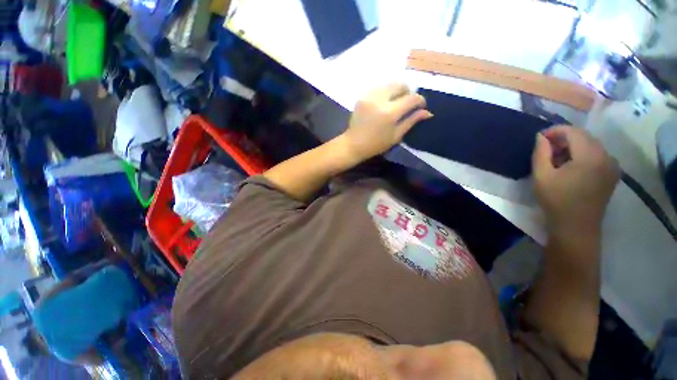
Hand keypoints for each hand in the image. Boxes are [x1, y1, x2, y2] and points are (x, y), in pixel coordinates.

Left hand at [341, 83, 432, 160]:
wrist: (354, 144)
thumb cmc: (376, 144)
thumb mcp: (396, 136)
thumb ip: (411, 121)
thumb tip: (427, 112)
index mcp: (390, 113)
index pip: (411, 98)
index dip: (420, 100)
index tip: (420, 106)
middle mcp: (380, 100)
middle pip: (400, 84)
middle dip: (407, 92)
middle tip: (407, 103)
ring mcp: (369, 96)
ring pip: (389, 84)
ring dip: (396, 91)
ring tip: (395, 103)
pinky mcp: (362, 96)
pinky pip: (378, 88)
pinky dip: (385, 93)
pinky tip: (383, 103)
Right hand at [532, 125, 619, 236]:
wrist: (576, 227)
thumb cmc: (556, 200)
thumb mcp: (542, 175)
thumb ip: (541, 152)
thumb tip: (541, 136)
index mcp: (590, 156)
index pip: (573, 131)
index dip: (555, 131)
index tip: (540, 138)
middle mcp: (607, 156)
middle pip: (584, 137)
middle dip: (564, 139)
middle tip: (546, 149)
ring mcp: (612, 166)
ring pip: (591, 146)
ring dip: (573, 147)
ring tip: (557, 159)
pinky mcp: (612, 174)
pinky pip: (598, 156)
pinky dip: (583, 155)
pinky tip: (571, 167)